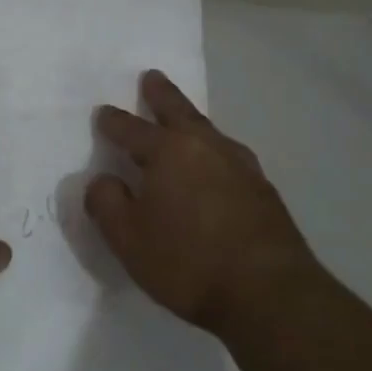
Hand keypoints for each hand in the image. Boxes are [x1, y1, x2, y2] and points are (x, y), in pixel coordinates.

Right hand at [87, 70, 323, 332]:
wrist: (268, 293)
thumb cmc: (186, 261)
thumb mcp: (126, 238)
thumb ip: (106, 203)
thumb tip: (103, 181)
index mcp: (168, 153)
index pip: (131, 129)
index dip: (113, 122)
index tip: (103, 113)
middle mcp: (206, 148)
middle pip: (179, 112)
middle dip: (161, 94)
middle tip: (152, 76)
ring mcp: (241, 167)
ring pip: (209, 131)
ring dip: (191, 120)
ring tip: (183, 119)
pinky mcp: (263, 190)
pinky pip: (229, 157)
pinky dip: (213, 151)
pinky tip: (215, 165)